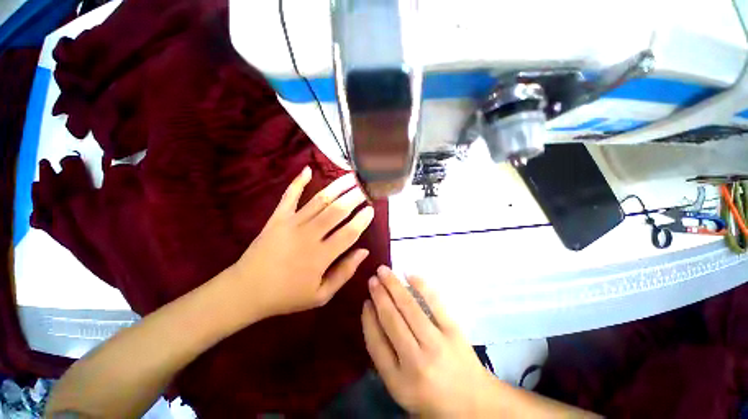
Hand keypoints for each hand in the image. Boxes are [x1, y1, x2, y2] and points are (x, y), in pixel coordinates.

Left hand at [230, 167, 373, 319]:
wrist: (245, 291)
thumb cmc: (287, 296)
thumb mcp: (321, 295)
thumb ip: (344, 273)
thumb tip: (364, 251)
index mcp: (321, 256)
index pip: (349, 233)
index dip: (363, 219)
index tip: (372, 209)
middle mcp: (309, 236)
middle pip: (337, 211)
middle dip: (355, 197)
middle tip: (366, 187)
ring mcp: (291, 224)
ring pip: (319, 200)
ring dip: (337, 187)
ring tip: (351, 176)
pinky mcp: (277, 218)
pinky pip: (289, 196)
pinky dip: (298, 182)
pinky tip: (308, 169)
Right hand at [362, 266, 498, 416]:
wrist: (477, 407)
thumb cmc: (434, 400)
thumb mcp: (402, 390)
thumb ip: (385, 360)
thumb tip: (374, 320)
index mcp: (398, 382)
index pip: (375, 343)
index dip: (368, 318)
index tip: (365, 301)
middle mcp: (415, 362)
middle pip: (391, 320)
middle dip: (379, 295)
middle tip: (372, 279)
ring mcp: (436, 344)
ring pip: (409, 308)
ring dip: (394, 286)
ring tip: (384, 271)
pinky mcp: (454, 332)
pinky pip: (435, 304)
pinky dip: (421, 286)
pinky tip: (410, 274)